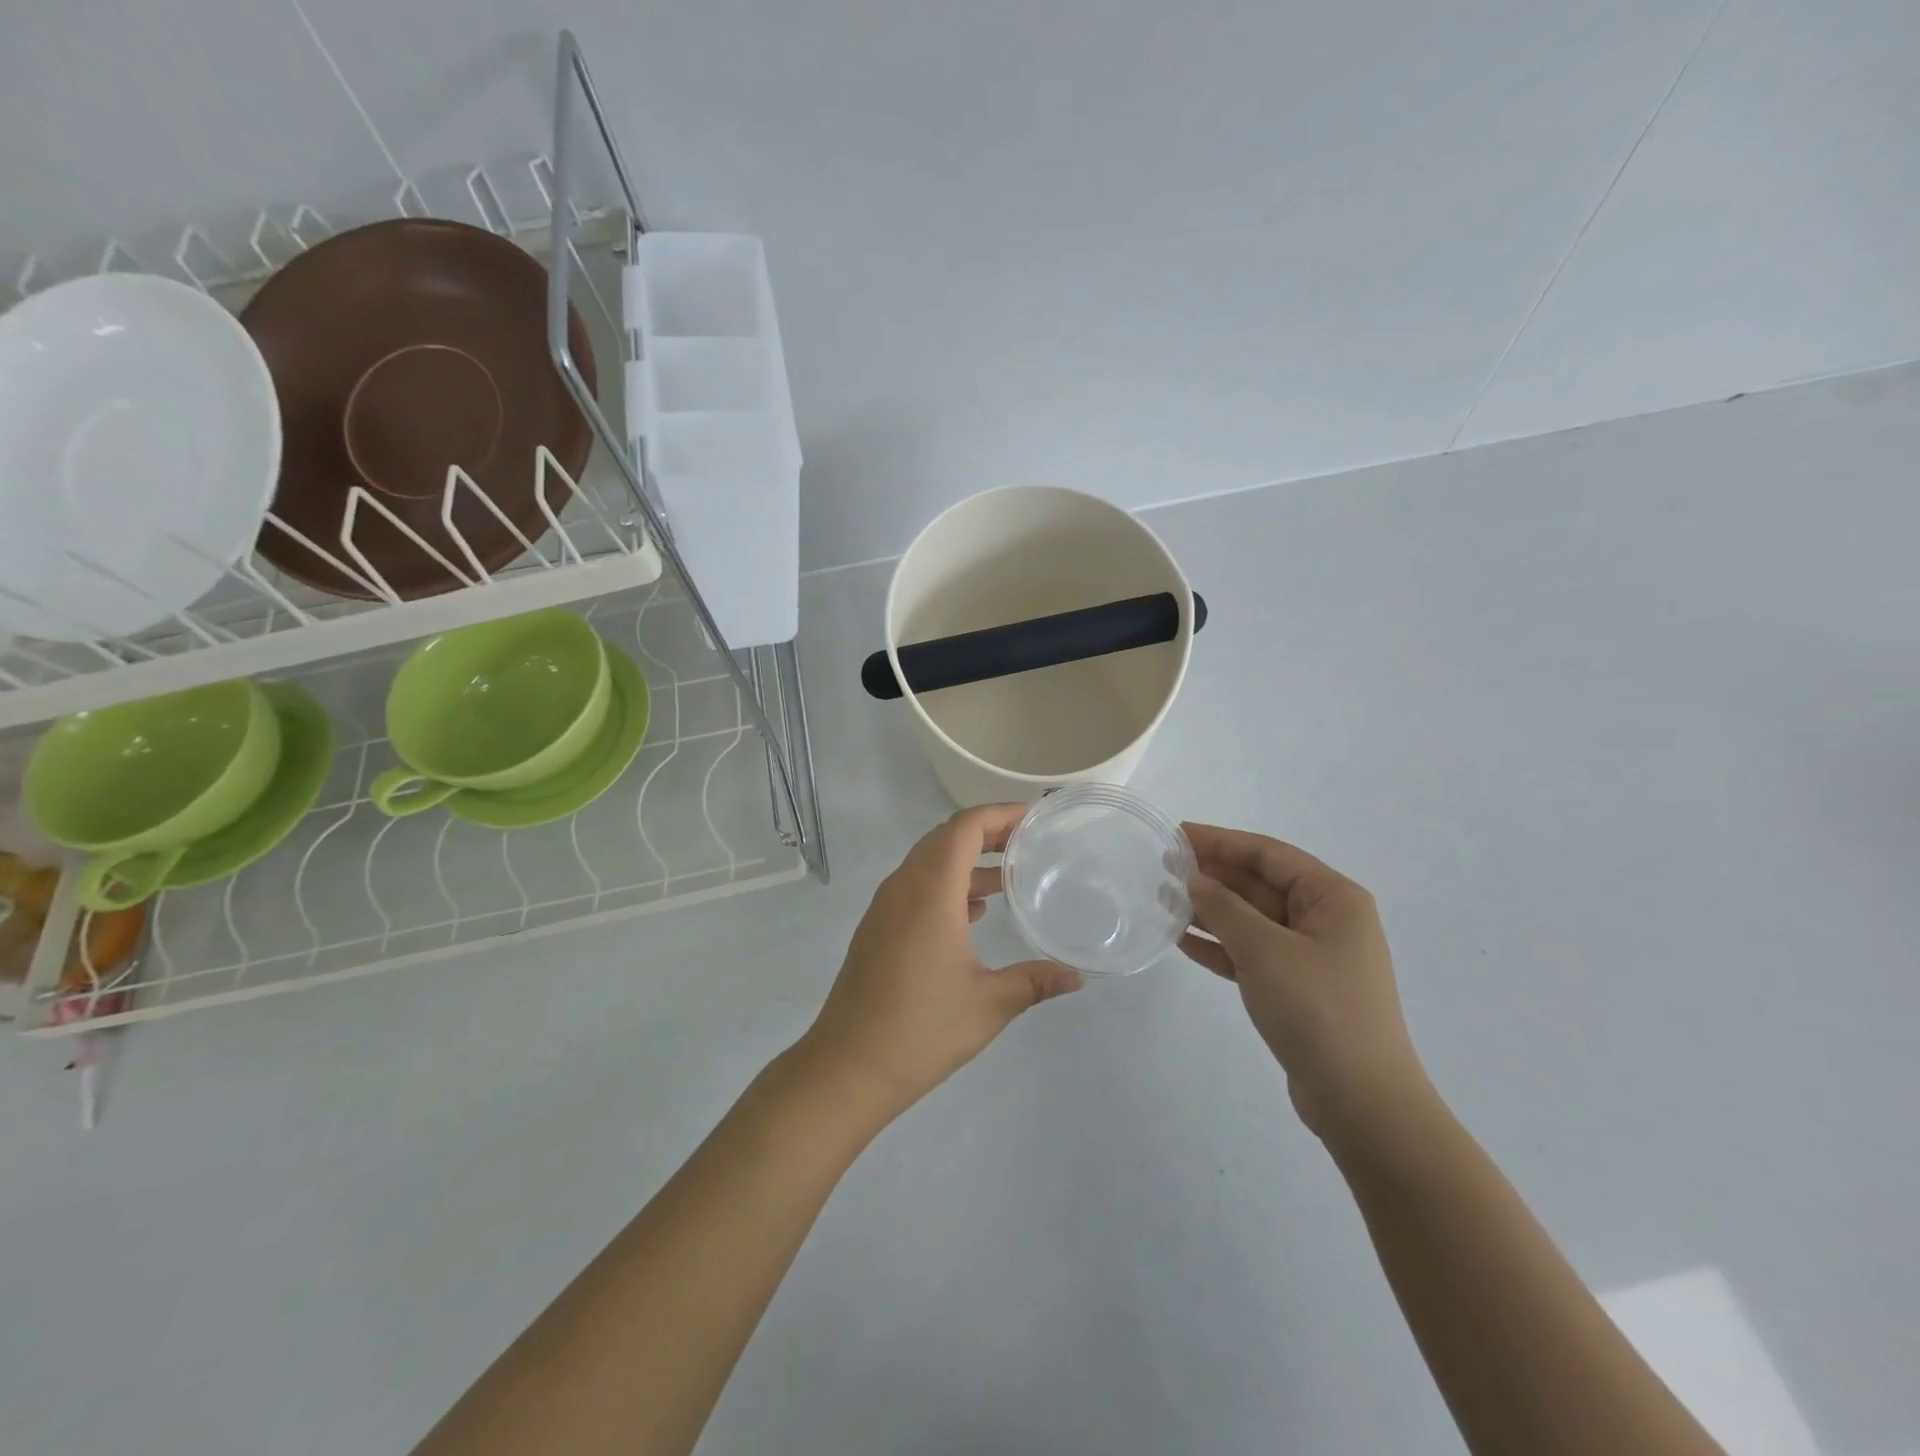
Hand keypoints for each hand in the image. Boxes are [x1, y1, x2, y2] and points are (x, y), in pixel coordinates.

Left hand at [799, 804, 1082, 1119]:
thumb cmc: (921, 1029)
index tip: (1034, 819)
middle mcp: (903, 887)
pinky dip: (948, 885)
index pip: (964, 827)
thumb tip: (1077, 977)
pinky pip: (916, 887)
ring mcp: (885, 907)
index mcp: (930, 891)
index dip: (999, 814)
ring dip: (967, 861)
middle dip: (987, 833)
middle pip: (945, 837)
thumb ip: (1035, 982)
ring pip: (929, 863)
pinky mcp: (877, 928)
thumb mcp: (989, 1004)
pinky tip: (976, 914)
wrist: (847, 1067)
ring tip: (1010, 876)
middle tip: (1028, 842)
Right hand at [1180, 824, 1430, 1143]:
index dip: (1220, 841)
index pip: (1268, 854)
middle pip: (1259, 883)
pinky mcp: (1296, 988)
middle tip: (1162, 868)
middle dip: (1212, 875)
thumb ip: (1225, 909)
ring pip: (1251, 919)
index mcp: (1332, 897)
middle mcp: (1325, 919)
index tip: (1176, 835)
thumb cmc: (1318, 1010)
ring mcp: (1311, 956)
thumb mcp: (1265, 950)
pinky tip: (1182, 940)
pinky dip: (1219, 946)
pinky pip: (1250, 953)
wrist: (1361, 1101)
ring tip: (1163, 901)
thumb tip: (1195, 881)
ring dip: (1210, 910)